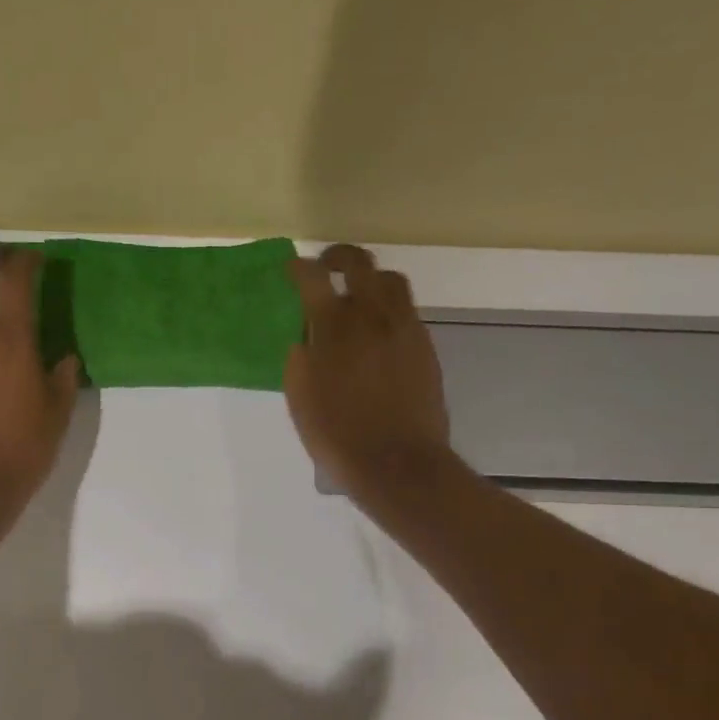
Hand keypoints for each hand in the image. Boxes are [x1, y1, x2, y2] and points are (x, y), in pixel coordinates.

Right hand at [284, 244, 452, 499]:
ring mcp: (404, 328)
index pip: (313, 278)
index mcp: (333, 326)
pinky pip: (407, 311)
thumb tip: (306, 338)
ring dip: (371, 279)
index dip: (300, 268)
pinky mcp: (425, 346)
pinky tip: (379, 331)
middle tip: (327, 265)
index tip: (294, 269)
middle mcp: (371, 315)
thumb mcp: (300, 398)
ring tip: (359, 294)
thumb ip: (300, 358)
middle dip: (338, 257)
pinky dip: (389, 308)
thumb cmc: (337, 435)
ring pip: (391, 281)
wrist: (396, 462)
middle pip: (359, 263)